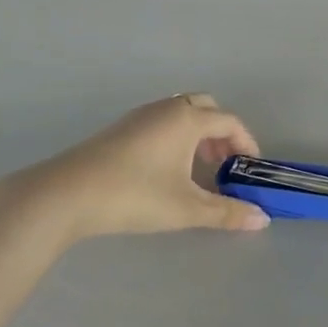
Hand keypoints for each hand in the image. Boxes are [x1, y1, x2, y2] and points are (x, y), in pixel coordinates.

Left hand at [0, 94, 269, 247]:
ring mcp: (140, 116)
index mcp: (187, 119)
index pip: (229, 122)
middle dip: (221, 133)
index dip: (246, 143)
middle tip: (223, 164)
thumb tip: (262, 218)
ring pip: (181, 112)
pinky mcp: (120, 128)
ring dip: (197, 133)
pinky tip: (166, 168)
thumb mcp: (185, 209)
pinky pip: (161, 120)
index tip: (250, 168)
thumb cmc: (133, 196)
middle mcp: (167, 109)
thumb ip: (226, 212)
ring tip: (197, 169)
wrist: (65, 195)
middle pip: (206, 107)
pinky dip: (175, 135)